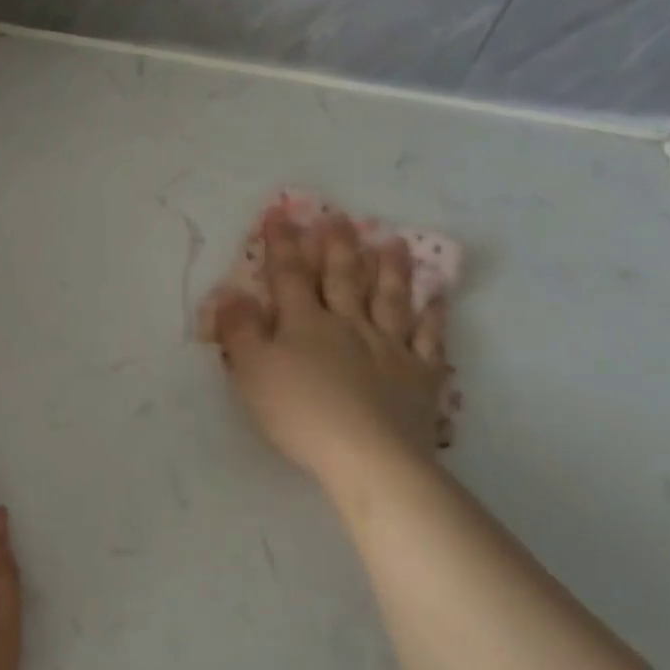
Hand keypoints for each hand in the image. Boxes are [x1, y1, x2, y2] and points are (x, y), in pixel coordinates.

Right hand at [211, 205, 449, 493]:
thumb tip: (230, 294)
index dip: (283, 244)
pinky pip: (429, 339)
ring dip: (390, 270)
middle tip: (341, 218)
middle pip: (343, 279)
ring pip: (390, 300)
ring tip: (394, 243)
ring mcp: (389, 348)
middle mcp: (349, 325)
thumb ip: (240, 331)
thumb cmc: (301, 413)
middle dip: (338, 247)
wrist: (367, 456)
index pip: (290, 275)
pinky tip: (438, 299)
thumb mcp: (253, 371)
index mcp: (305, 323)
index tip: (280, 214)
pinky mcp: (420, 376)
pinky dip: (434, 317)